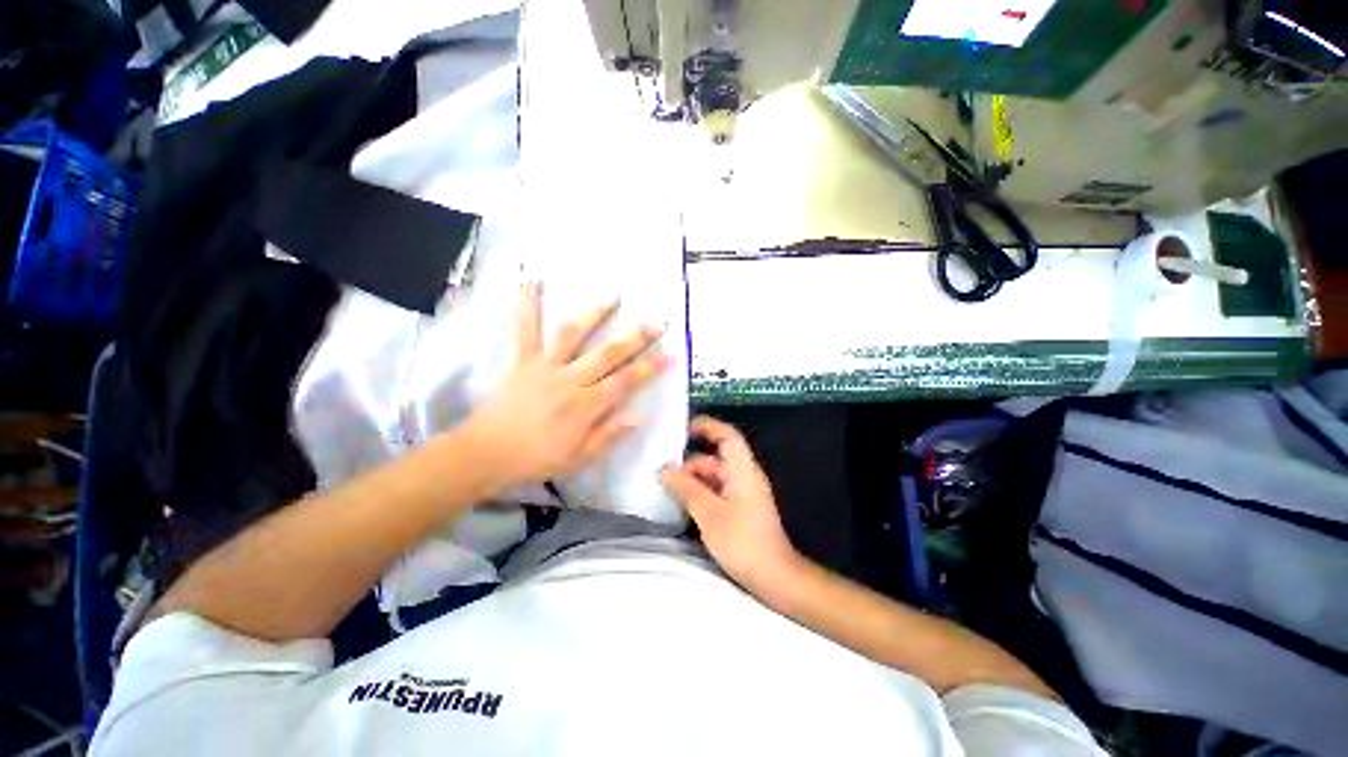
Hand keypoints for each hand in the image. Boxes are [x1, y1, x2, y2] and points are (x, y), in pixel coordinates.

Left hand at [461, 282, 668, 494]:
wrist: (486, 454)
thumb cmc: (536, 459)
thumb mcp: (579, 458)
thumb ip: (608, 436)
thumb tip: (639, 417)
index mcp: (585, 406)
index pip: (625, 382)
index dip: (649, 368)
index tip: (668, 355)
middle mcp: (569, 380)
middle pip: (608, 354)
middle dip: (635, 338)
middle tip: (656, 323)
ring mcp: (545, 366)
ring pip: (573, 335)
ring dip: (595, 314)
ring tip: (613, 297)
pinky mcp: (522, 360)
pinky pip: (525, 330)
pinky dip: (528, 305)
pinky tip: (532, 281)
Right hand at [659, 416, 801, 589]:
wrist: (774, 576)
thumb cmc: (742, 540)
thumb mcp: (709, 513)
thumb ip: (686, 488)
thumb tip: (664, 470)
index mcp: (742, 470)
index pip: (727, 436)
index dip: (708, 426)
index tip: (684, 427)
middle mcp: (745, 476)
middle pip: (717, 458)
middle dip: (690, 462)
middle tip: (663, 470)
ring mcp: (744, 493)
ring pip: (715, 476)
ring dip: (694, 479)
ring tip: (667, 488)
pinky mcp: (741, 508)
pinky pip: (718, 490)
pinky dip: (701, 492)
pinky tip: (683, 503)